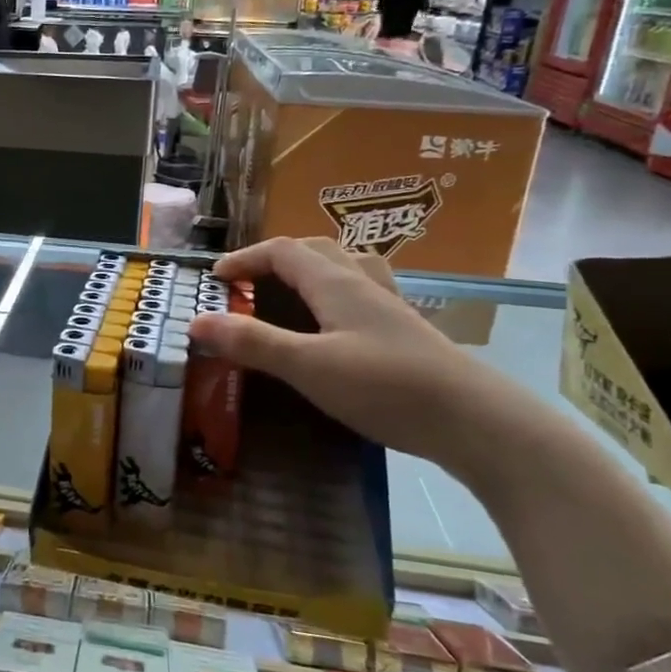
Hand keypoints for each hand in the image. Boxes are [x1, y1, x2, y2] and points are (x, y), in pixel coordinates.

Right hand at [185, 237, 520, 471]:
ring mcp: (389, 308)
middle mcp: (364, 284)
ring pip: (346, 267)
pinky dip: (336, 296)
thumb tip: (195, 321)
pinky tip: (335, 326)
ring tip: (291, 294)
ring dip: (311, 270)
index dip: (245, 258)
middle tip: (248, 285)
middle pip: (316, 250)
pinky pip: (363, 295)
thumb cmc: (386, 386)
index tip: (215, 278)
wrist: (475, 421)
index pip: (282, 250)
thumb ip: (253, 342)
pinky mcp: (405, 333)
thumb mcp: (308, 366)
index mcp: (337, 282)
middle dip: (275, 259)